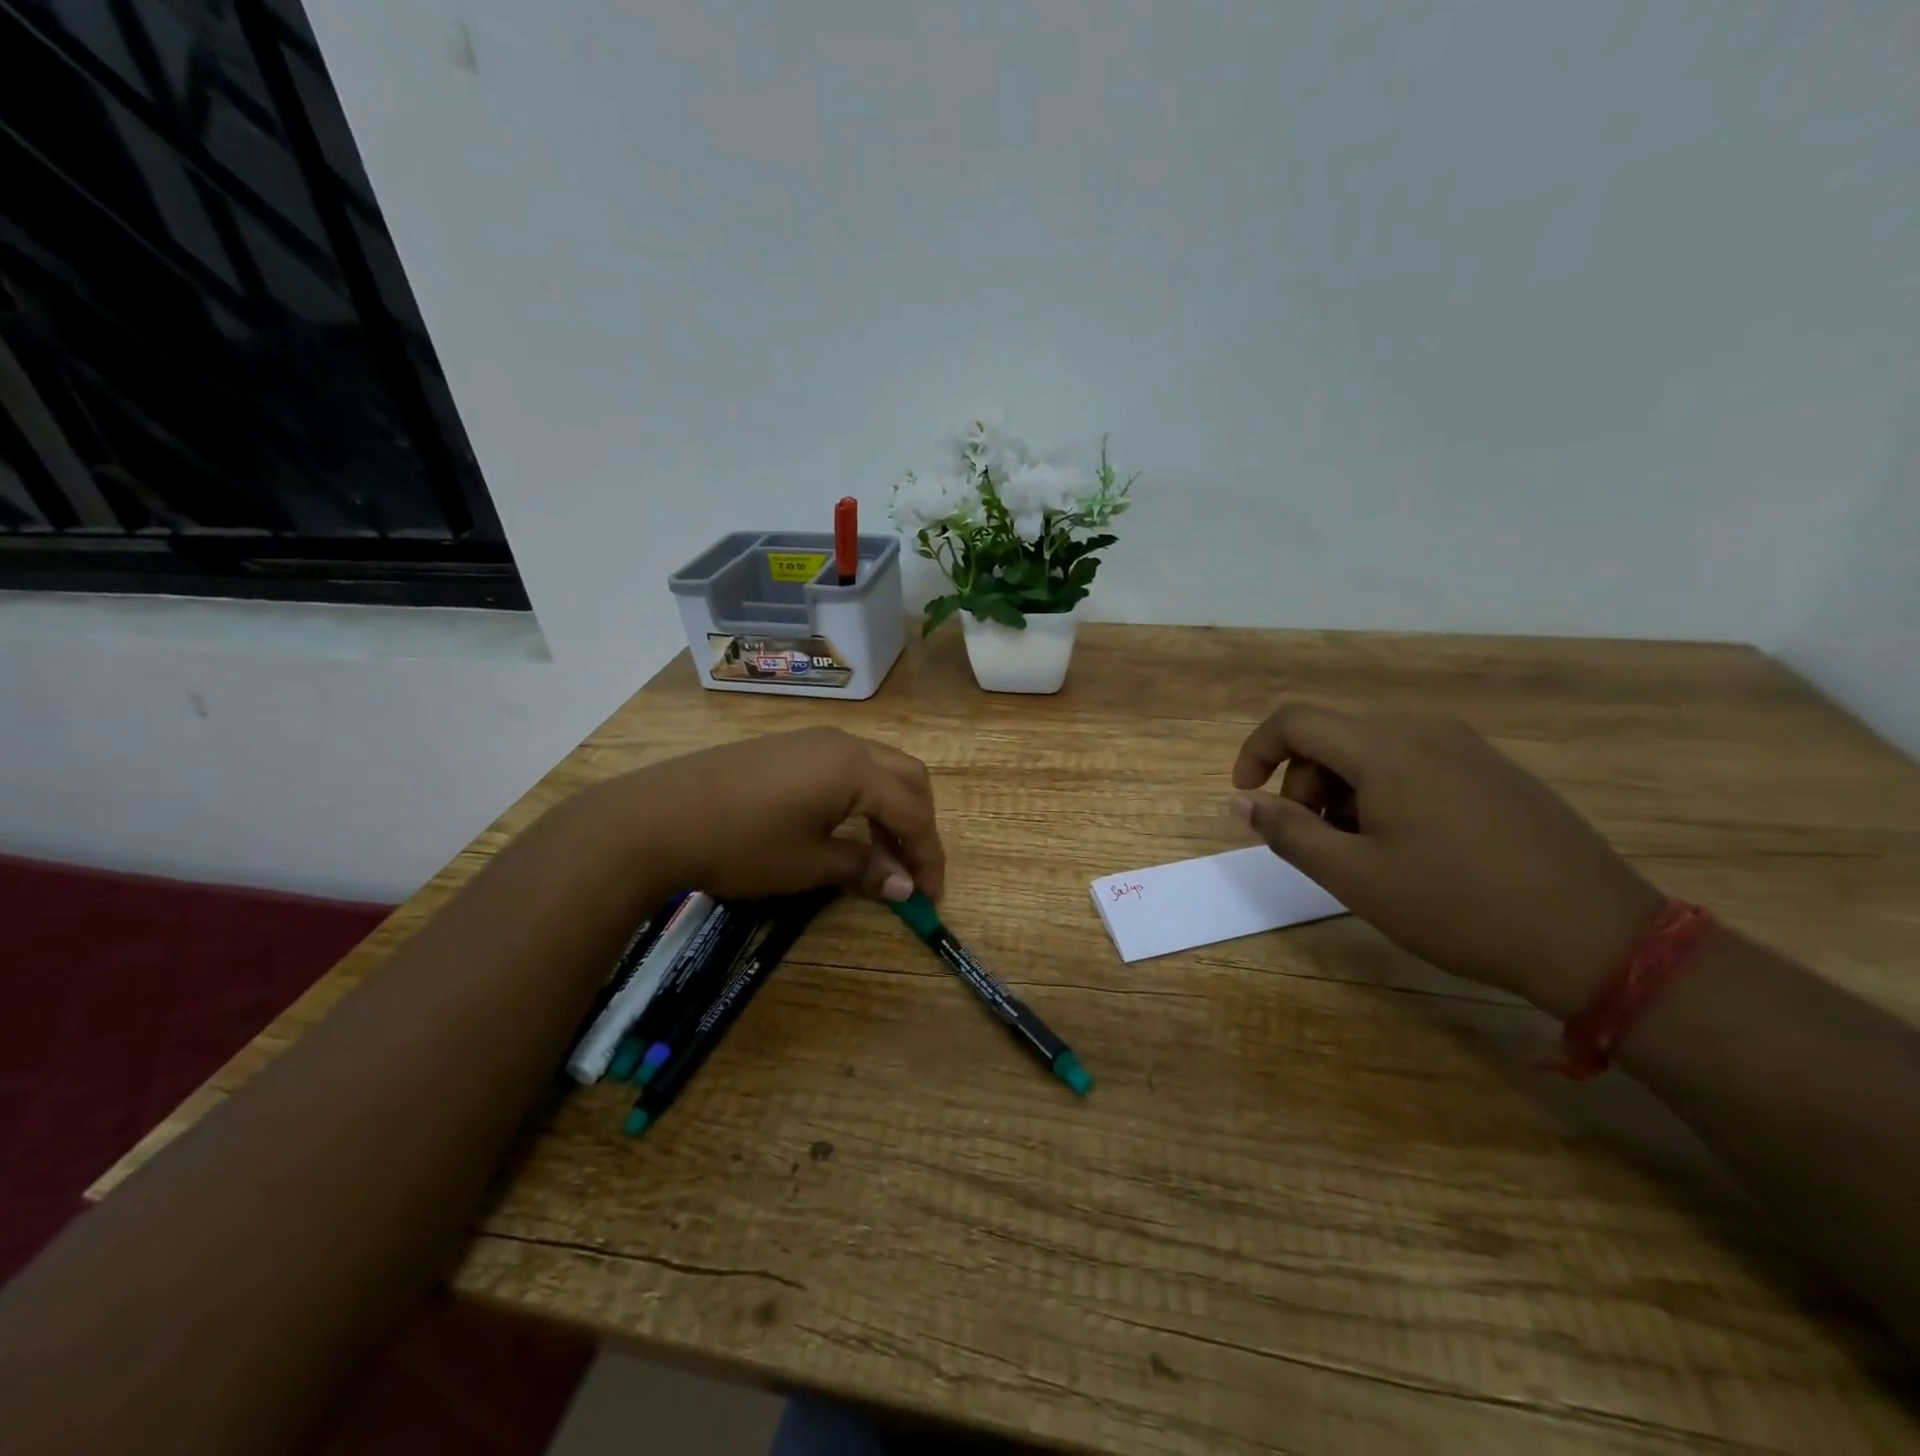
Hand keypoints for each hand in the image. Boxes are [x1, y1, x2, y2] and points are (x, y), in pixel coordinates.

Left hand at [616, 728, 945, 903]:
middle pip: (907, 777)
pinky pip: (847, 765)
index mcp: (857, 769)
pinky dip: (863, 796)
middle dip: (919, 824)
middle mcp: (845, 744)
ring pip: (878, 767)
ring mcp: (814, 740)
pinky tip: (846, 825)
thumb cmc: (742, 844)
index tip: (931, 898)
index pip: (914, 812)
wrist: (656, 817)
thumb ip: (865, 868)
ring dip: (892, 808)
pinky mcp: (789, 746)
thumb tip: (906, 885)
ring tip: (881, 853)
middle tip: (912, 870)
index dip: (928, 856)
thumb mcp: (810, 864)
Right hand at [1230, 704, 1661, 1015]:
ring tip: (1362, 853)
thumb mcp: (1355, 877)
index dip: (1255, 752)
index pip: (1294, 721)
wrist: (1596, 938)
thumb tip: (1239, 802)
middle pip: (1332, 737)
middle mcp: (1424, 731)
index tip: (1247, 798)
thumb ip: (1287, 832)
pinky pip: (1414, 764)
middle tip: (1314, 843)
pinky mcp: (1494, 771)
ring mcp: (1466, 748)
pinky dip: (1383, 793)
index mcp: (1385, 749)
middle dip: (1303, 784)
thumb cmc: (1458, 906)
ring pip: (1372, 752)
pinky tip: (1408, 847)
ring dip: (1342, 792)